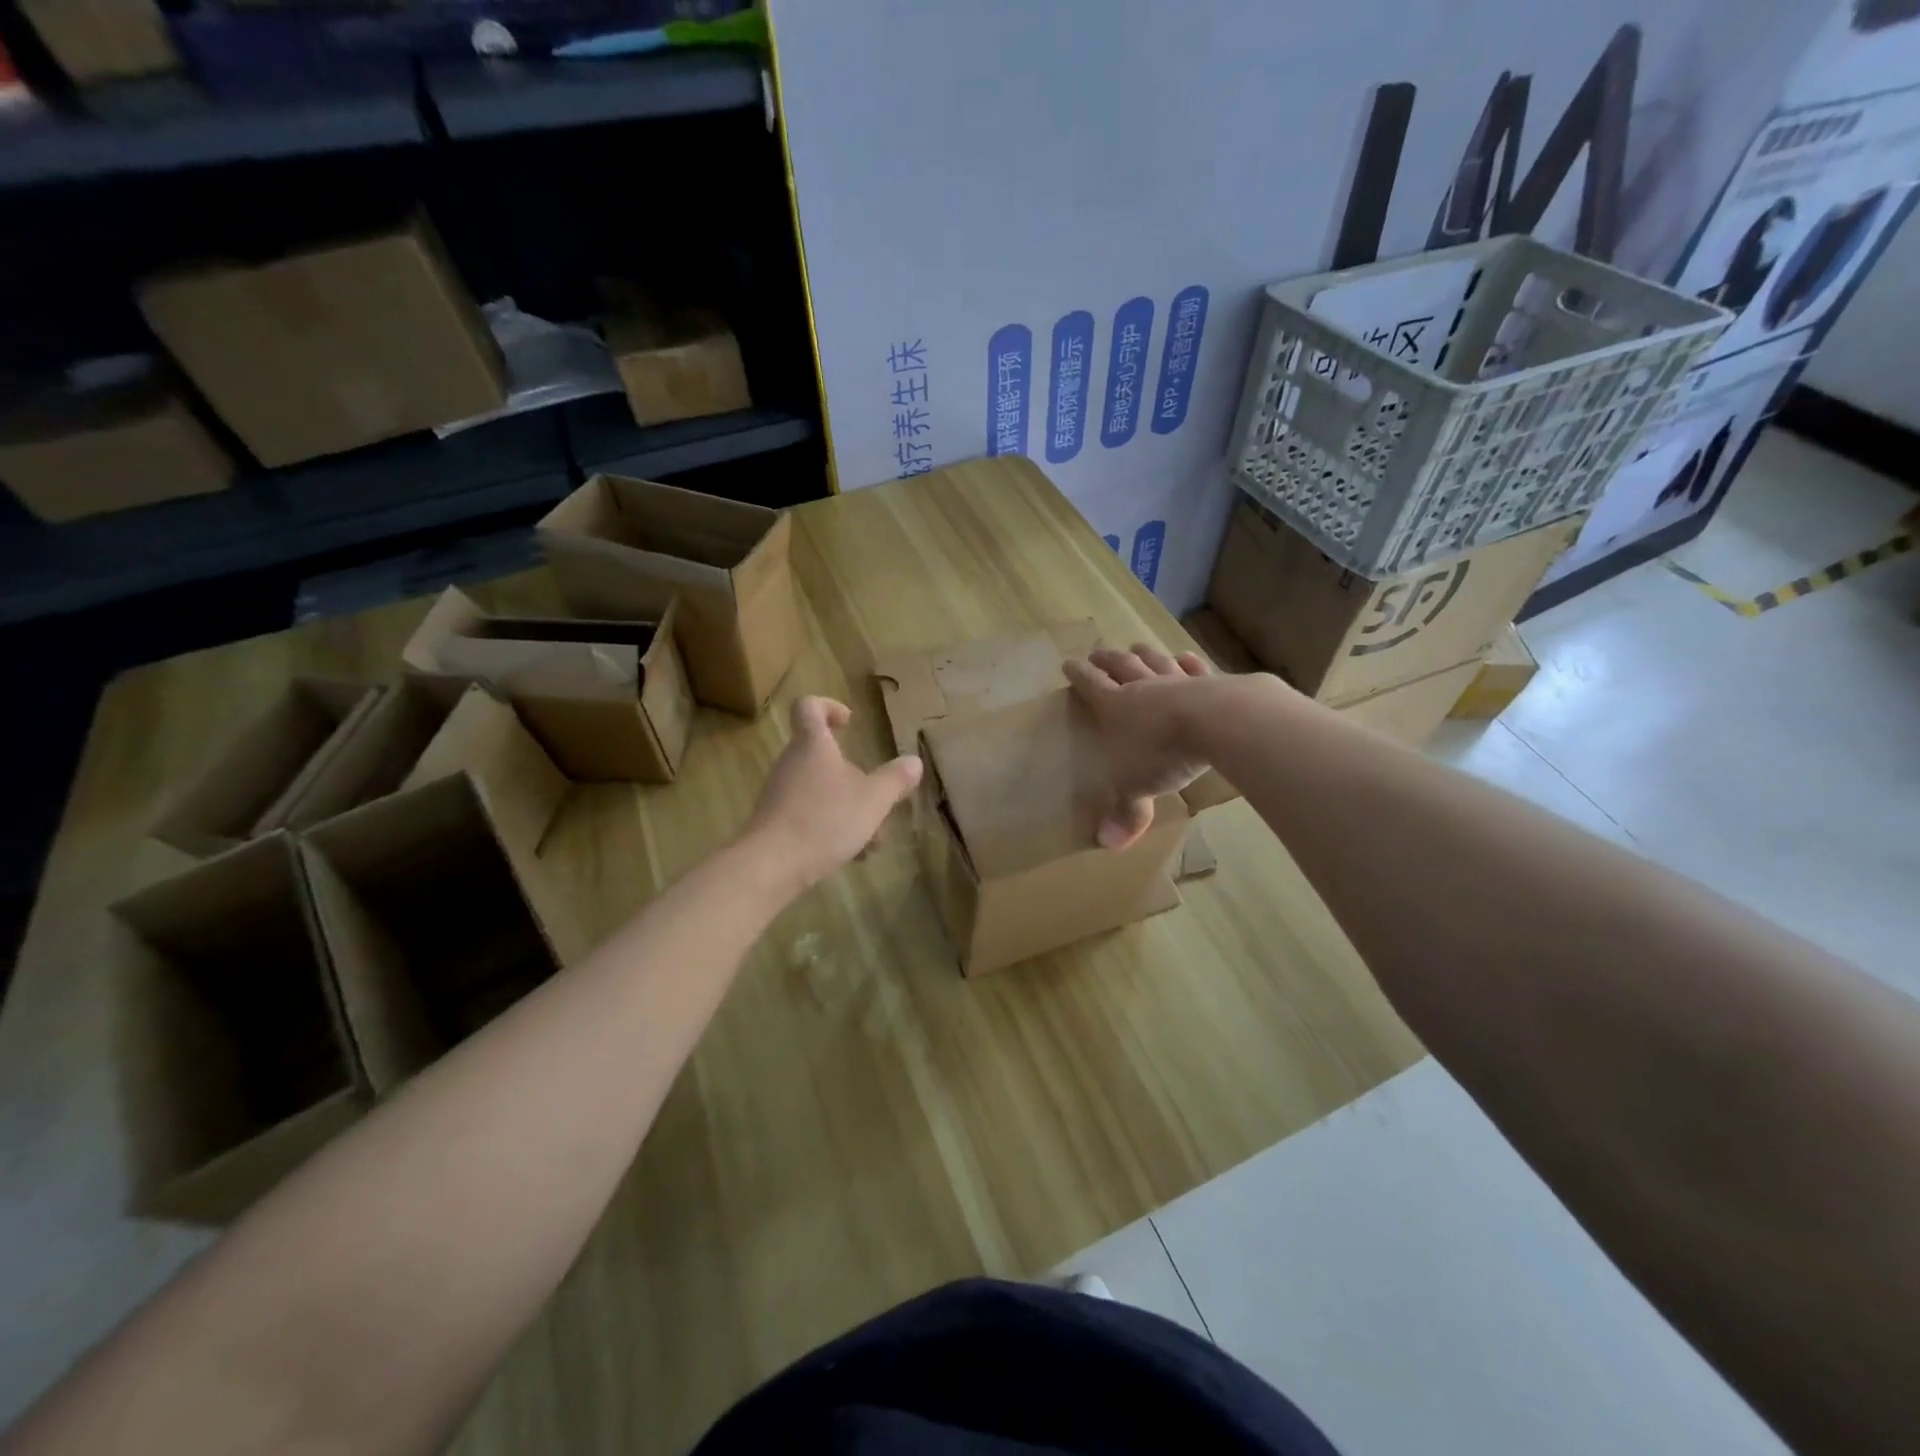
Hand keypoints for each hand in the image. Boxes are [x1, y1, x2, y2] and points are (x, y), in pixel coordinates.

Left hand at [739, 696, 922, 893]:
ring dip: (850, 808)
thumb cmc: (824, 820)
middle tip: (878, 800)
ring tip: (872, 840)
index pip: (809, 707)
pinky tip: (851, 855)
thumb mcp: (873, 800)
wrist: (770, 866)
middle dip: (856, 778)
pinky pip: (809, 814)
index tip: (849, 723)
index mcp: (813, 745)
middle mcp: (792, 763)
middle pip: (823, 756)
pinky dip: (832, 827)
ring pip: (821, 790)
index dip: (829, 707)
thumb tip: (914, 761)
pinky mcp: (775, 822)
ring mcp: (780, 793)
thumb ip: (895, 780)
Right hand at [1063, 644, 1216, 849]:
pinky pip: (1194, 667)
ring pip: (1155, 661)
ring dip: (1143, 653)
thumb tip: (1108, 844)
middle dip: (1106, 659)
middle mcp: (1143, 687)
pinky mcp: (1211, 681)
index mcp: (1116, 706)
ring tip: (1136, 646)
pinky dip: (1186, 661)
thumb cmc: (1163, 753)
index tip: (1068, 663)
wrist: (1218, 722)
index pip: (1090, 685)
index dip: (1078, 675)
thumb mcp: (1136, 787)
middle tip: (1097, 651)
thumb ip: (1125, 812)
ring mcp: (1177, 680)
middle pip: (1120, 665)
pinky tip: (1184, 657)